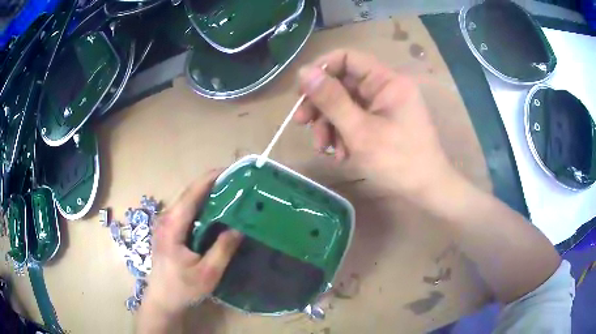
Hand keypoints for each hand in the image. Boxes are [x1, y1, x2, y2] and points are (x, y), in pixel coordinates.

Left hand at [138, 172, 241, 331]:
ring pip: (186, 201)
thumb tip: (239, 227)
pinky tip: (214, 211)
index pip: (191, 195)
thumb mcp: (207, 273)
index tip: (229, 170)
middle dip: (210, 184)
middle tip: (235, 182)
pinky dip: (200, 206)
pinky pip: (185, 211)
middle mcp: (165, 219)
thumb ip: (223, 249)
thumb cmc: (183, 289)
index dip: (209, 179)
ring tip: (228, 192)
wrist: (162, 300)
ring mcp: (164, 224)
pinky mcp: (167, 230)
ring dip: (206, 194)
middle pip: (188, 194)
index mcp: (172, 227)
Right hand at [295, 49, 460, 204]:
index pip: (347, 58)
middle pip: (342, 83)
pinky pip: (354, 119)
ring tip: (324, 149)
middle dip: (321, 105)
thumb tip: (303, 71)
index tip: (302, 92)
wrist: (426, 189)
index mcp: (386, 81)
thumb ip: (331, 100)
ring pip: (345, 104)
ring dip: (329, 124)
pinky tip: (340, 154)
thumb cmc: (398, 161)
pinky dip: (343, 134)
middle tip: (302, 124)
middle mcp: (385, 87)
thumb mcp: (360, 131)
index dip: (321, 70)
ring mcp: (383, 105)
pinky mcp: (382, 121)